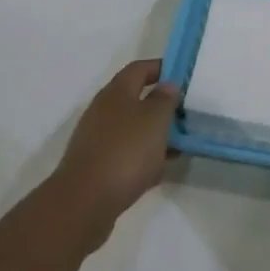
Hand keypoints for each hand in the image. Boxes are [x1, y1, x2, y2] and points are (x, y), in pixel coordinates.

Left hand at [45, 59, 179, 251]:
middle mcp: (103, 110)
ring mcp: (96, 139)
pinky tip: (158, 170)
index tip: (183, 75)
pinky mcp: (95, 166)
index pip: (140, 68)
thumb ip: (165, 99)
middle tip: (185, 113)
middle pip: (135, 99)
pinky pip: (125, 153)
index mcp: (116, 92)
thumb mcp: (155, 119)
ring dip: (154, 133)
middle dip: (160, 105)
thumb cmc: (125, 151)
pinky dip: (142, 157)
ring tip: (178, 144)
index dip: (161, 68)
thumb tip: (167, 85)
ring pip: (132, 128)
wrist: (84, 203)